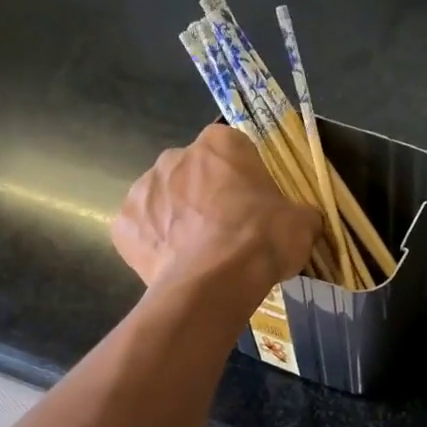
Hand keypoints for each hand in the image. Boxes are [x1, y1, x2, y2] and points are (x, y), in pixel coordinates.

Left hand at [113, 125, 320, 294]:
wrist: (216, 281)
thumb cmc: (262, 239)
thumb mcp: (303, 223)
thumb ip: (298, 213)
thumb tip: (299, 221)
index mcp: (220, 144)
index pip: (233, 150)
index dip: (244, 179)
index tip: (253, 206)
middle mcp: (174, 156)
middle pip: (193, 173)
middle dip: (206, 196)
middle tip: (228, 232)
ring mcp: (142, 189)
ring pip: (164, 201)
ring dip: (179, 220)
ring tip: (201, 255)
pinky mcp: (124, 226)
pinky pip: (143, 233)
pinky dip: (157, 247)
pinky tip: (177, 267)